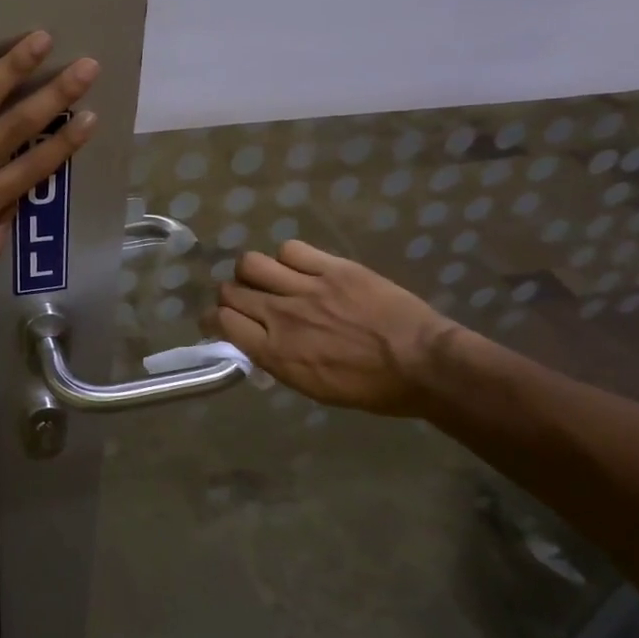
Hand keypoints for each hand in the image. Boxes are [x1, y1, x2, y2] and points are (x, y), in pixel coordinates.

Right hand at [212, 241, 456, 414]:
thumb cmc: (371, 388)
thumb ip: (277, 360)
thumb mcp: (313, 388)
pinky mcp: (332, 267)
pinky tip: (299, 268)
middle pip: (230, 291)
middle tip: (244, 301)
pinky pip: (291, 250)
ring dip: (252, 273)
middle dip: (229, 296)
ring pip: (251, 264)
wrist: (424, 364)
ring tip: (268, 279)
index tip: (218, 320)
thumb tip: (255, 342)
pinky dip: (287, 258)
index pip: (222, 322)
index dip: (214, 319)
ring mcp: (307, 288)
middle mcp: (282, 316)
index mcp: (276, 352)